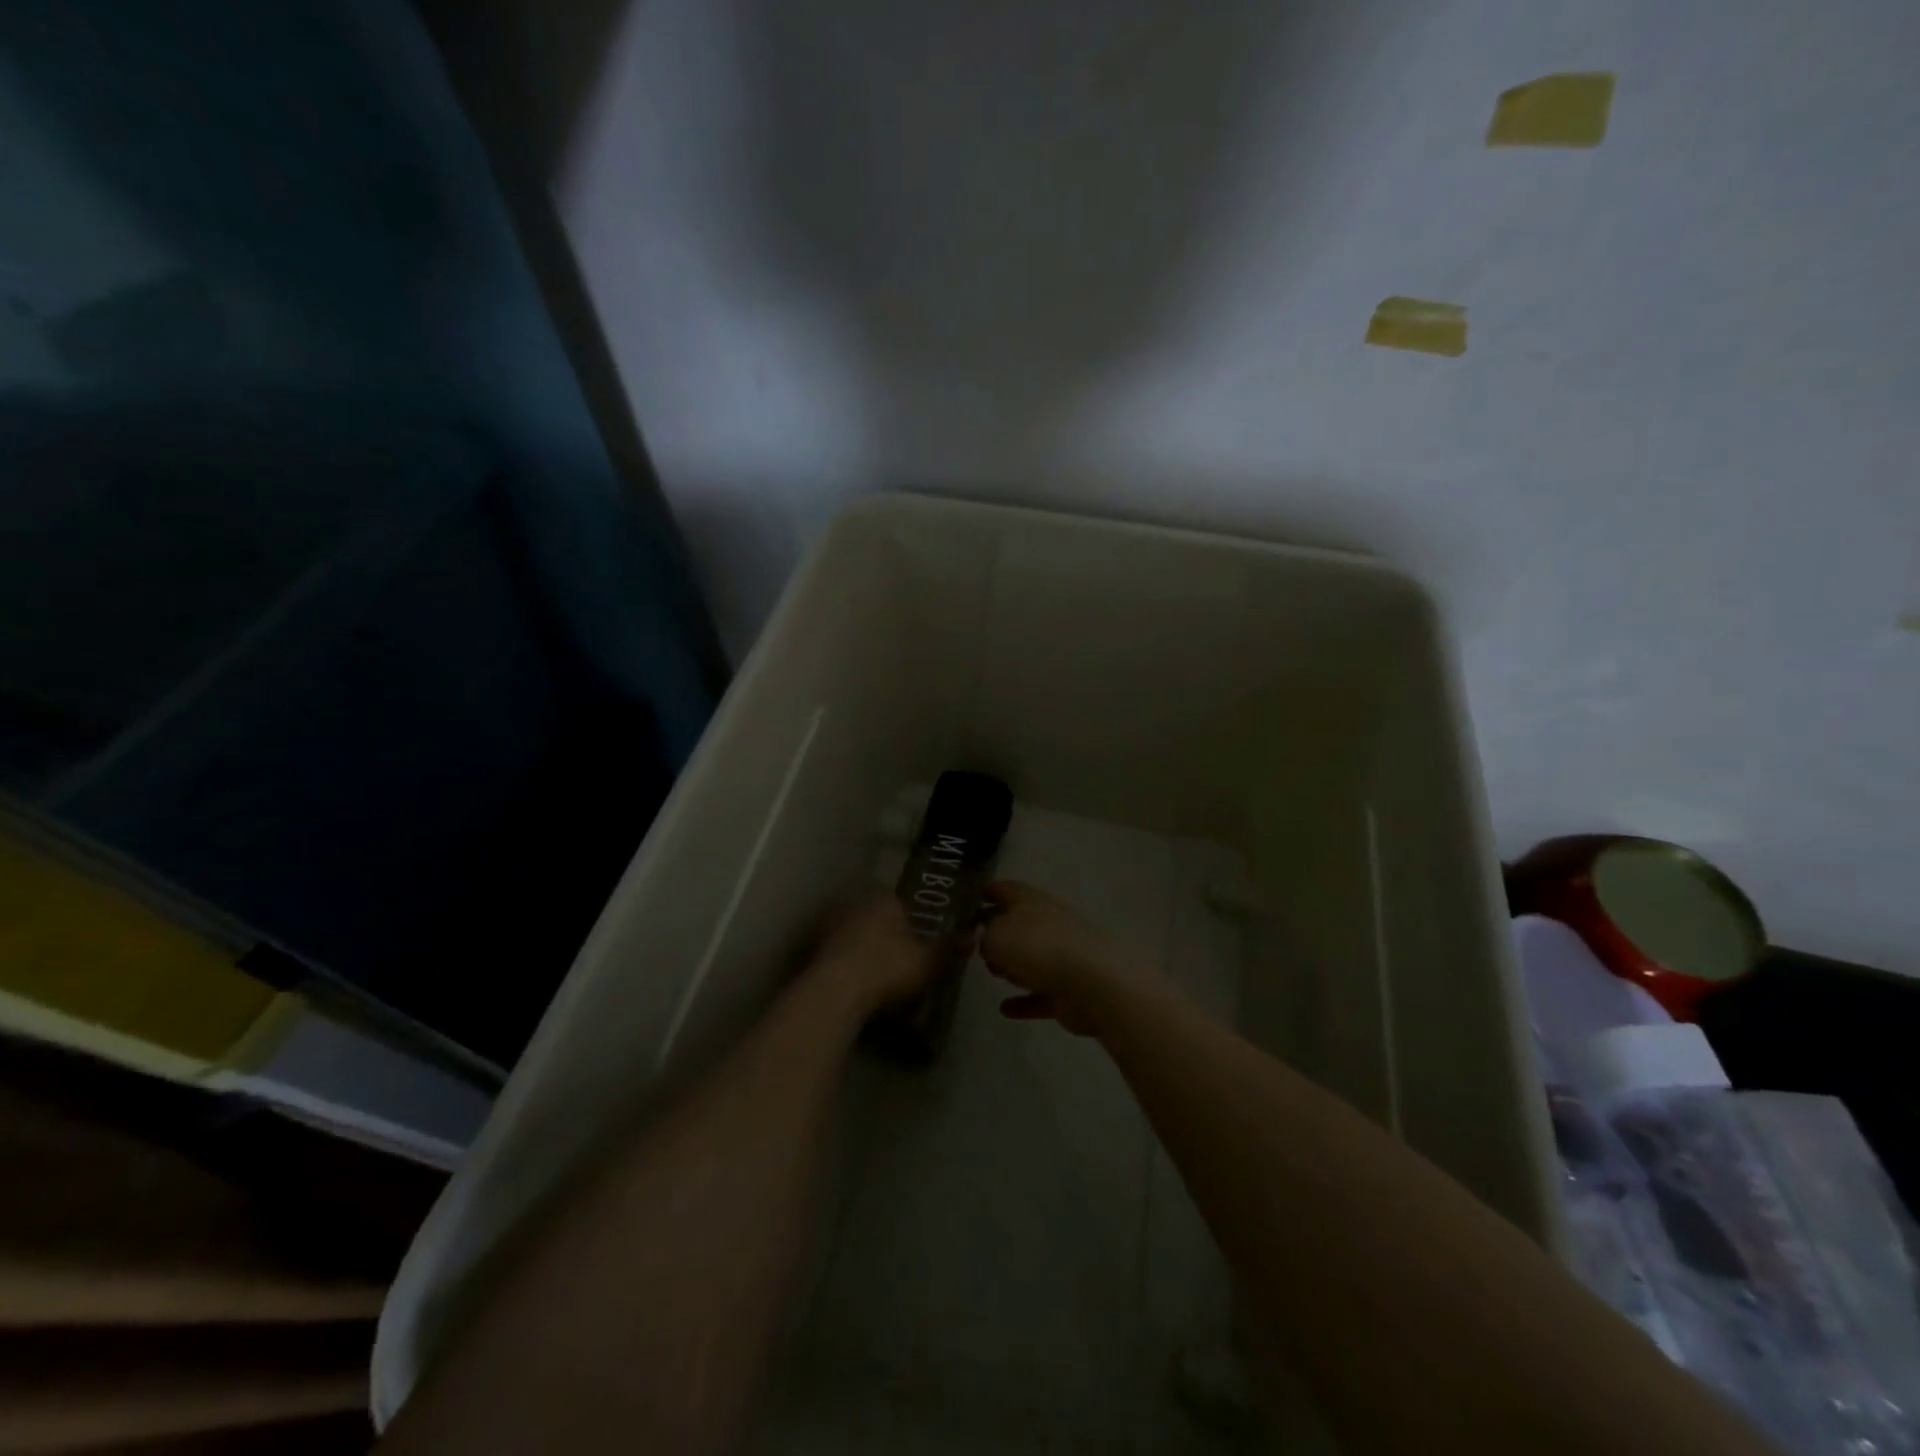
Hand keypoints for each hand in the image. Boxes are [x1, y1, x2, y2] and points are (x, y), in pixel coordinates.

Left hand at [808, 895, 939, 1015]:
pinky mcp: (809, 948)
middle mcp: (854, 903)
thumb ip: (950, 949)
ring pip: (850, 932)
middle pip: (872, 914)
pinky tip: (850, 984)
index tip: (914, 940)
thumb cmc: (888, 968)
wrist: (835, 991)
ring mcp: (828, 924)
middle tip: (895, 958)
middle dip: (882, 932)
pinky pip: (832, 953)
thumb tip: (973, 934)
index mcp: (884, 898)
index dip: (908, 919)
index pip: (899, 900)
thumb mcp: (929, 962)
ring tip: (872, 974)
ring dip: (858, 947)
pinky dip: (841, 964)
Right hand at [981, 881, 1135, 1035]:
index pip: (1005, 889)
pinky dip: (1024, 1001)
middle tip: (974, 945)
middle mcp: (1048, 923)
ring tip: (991, 973)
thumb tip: (986, 940)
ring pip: (1032, 957)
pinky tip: (1005, 1010)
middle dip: (998, 933)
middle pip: (1019, 924)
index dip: (987, 892)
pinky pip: (1041, 994)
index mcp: (1031, 901)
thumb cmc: (1037, 947)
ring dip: (1014, 965)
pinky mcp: (1069, 989)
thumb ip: (984, 936)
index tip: (969, 900)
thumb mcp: (995, 935)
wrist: (1092, 983)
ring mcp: (1062, 956)